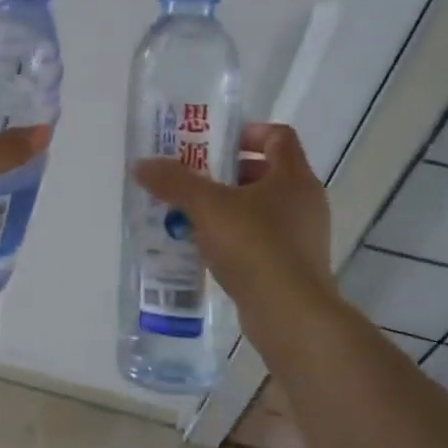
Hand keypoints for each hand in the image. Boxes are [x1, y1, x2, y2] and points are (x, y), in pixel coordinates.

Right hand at [133, 123, 334, 312]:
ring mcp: (302, 237)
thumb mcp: (207, 206)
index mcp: (294, 177)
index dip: (247, 132)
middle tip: (192, 177)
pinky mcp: (293, 266)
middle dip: (227, 171)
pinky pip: (260, 239)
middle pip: (267, 171)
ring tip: (190, 213)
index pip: (278, 136)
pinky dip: (234, 237)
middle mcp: (304, 202)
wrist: (290, 315)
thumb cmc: (255, 247)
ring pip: (261, 208)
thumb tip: (142, 164)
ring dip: (227, 206)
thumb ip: (174, 182)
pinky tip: (204, 248)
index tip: (214, 141)